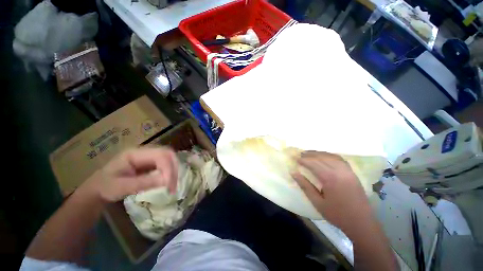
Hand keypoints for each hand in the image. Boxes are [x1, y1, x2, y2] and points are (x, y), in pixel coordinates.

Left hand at [84, 147, 177, 201]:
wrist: (98, 189)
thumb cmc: (107, 186)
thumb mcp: (123, 186)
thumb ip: (144, 182)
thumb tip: (166, 180)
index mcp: (134, 153)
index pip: (159, 155)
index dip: (169, 169)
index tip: (170, 189)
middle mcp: (140, 153)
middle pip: (165, 153)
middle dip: (173, 170)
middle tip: (173, 189)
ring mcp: (142, 159)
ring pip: (165, 159)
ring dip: (172, 172)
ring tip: (171, 188)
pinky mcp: (144, 167)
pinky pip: (160, 167)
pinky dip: (167, 175)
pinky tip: (166, 185)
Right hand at [292, 151, 373, 234]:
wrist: (358, 218)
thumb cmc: (336, 214)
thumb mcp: (318, 204)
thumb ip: (306, 187)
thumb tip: (295, 174)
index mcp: (330, 178)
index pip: (315, 164)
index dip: (304, 160)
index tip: (295, 159)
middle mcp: (339, 169)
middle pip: (323, 157)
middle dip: (311, 155)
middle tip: (300, 155)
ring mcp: (347, 169)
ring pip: (332, 156)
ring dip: (321, 154)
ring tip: (311, 154)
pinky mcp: (352, 172)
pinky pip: (340, 159)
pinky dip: (331, 156)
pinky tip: (326, 158)